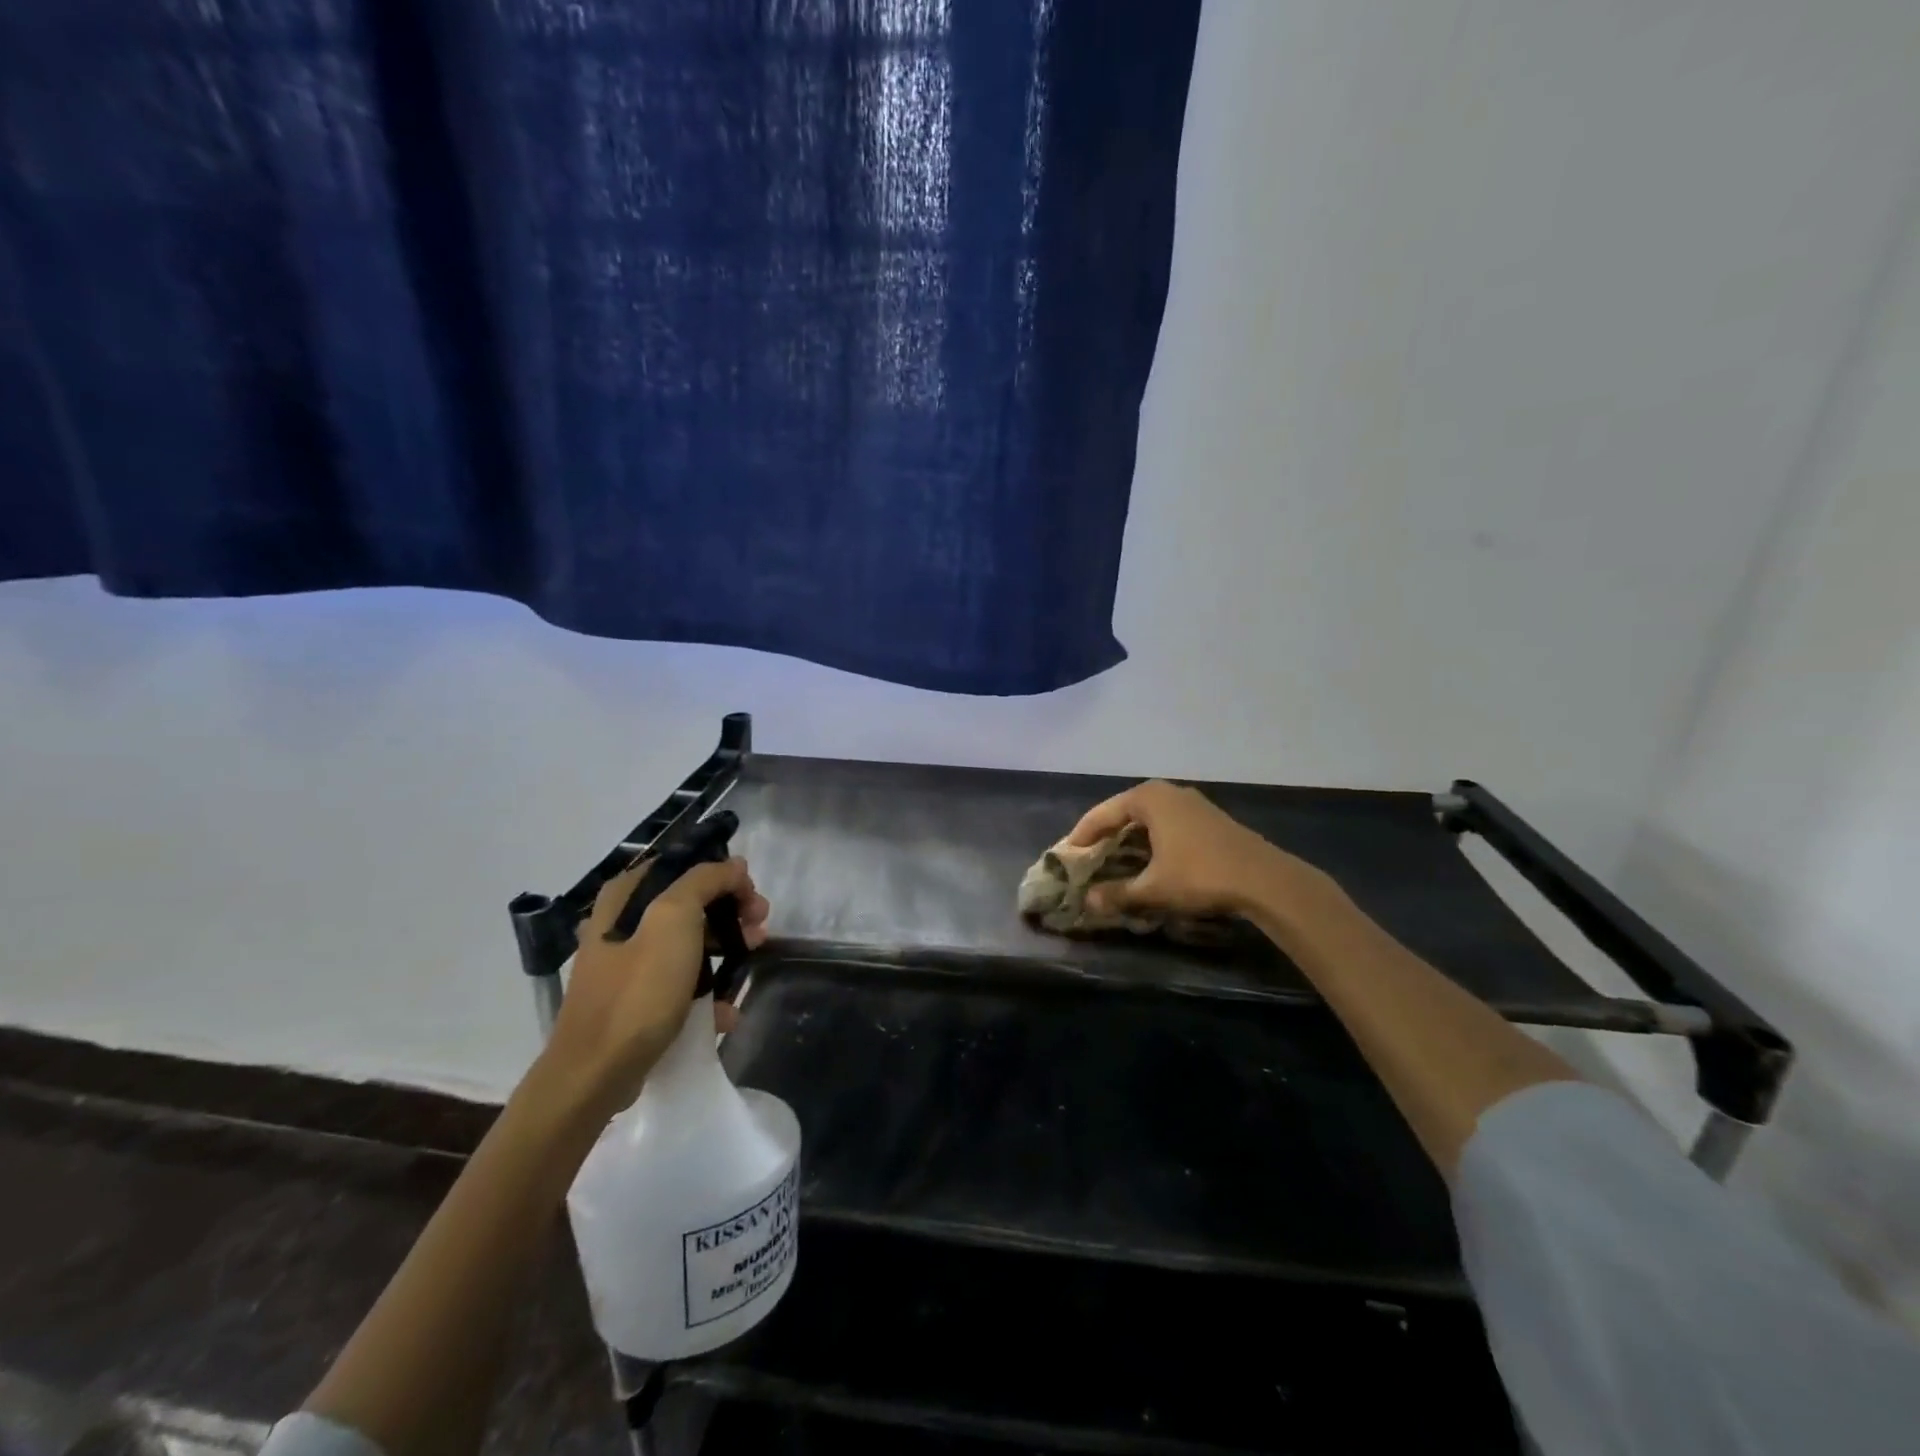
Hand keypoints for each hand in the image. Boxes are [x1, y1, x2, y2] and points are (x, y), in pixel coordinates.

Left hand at [543, 855, 769, 1118]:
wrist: (596, 1074)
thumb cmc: (638, 991)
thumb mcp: (674, 919)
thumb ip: (706, 881)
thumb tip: (733, 865)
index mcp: (625, 896)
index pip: (685, 866)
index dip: (724, 876)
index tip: (751, 899)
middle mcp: (621, 923)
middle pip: (690, 904)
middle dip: (730, 914)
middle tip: (759, 931)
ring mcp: (626, 964)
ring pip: (688, 943)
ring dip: (725, 950)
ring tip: (749, 966)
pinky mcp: (634, 1000)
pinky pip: (679, 983)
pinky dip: (705, 991)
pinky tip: (726, 1010)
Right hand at [1067, 780, 1312, 918]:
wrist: (1264, 879)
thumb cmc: (1200, 875)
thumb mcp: (1153, 889)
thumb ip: (1117, 893)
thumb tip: (1088, 902)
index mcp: (1148, 798)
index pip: (1102, 813)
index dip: (1082, 834)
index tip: (1066, 852)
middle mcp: (1168, 792)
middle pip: (1124, 810)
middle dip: (1105, 834)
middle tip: (1087, 856)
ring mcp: (1192, 802)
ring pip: (1148, 817)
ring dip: (1129, 836)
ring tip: (1114, 858)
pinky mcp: (1209, 817)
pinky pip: (1168, 822)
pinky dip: (1152, 838)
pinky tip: (1150, 858)